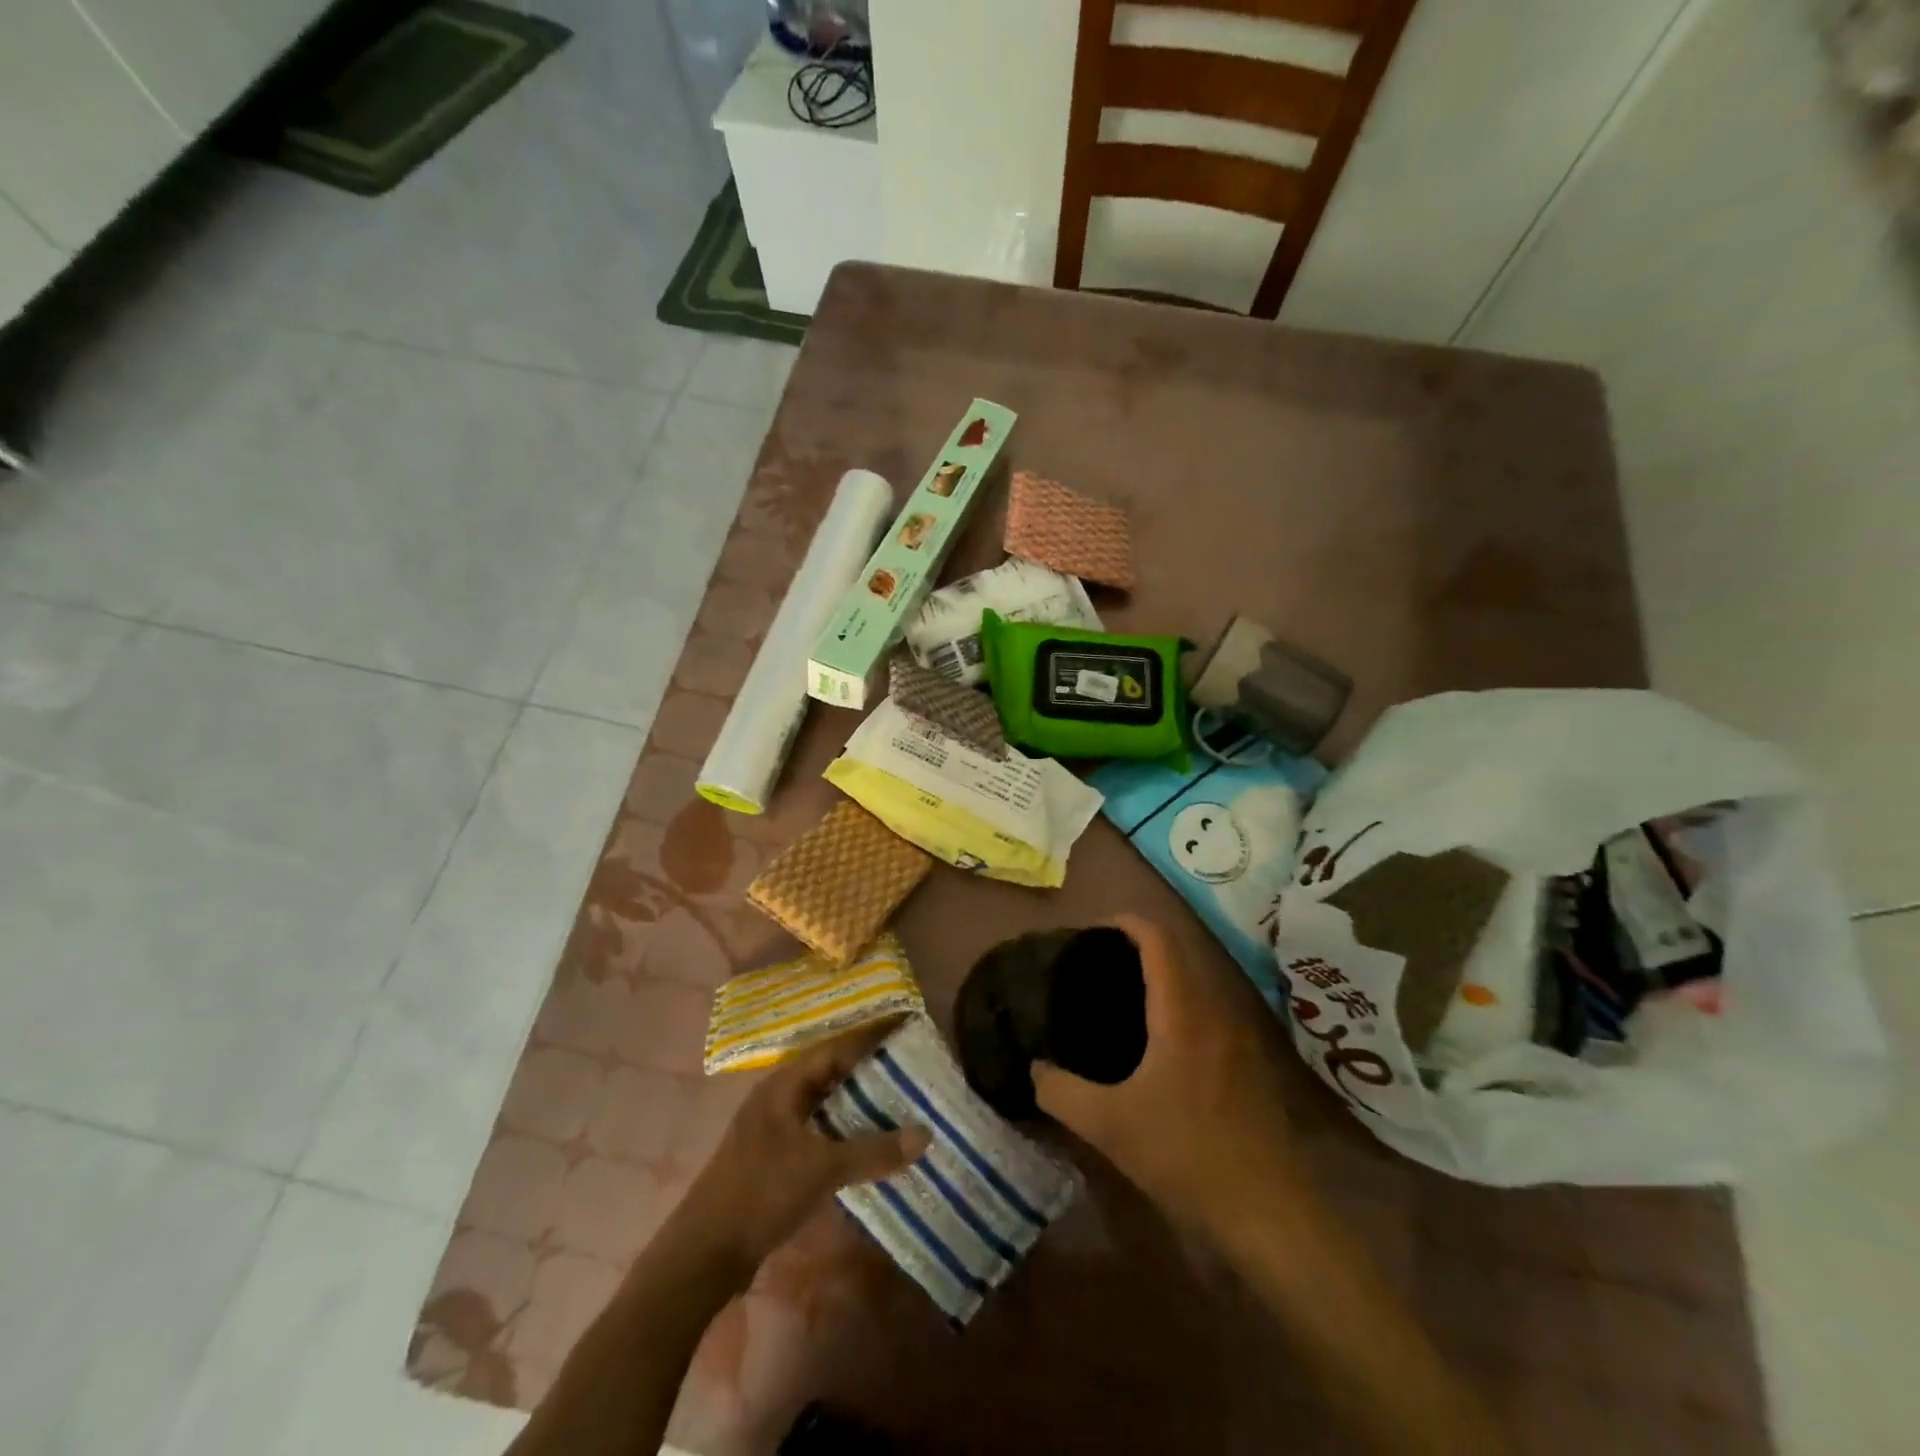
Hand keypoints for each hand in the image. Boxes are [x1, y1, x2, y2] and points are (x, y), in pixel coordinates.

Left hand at [677, 1019, 930, 1280]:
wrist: (704, 1254)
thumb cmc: (761, 1193)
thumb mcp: (822, 1169)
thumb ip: (873, 1151)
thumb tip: (926, 1133)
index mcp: (784, 1084)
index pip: (836, 1047)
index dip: (870, 1036)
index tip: (905, 1026)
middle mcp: (779, 1097)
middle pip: (831, 1071)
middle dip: (869, 1067)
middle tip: (911, 1065)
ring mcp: (776, 1128)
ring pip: (826, 1103)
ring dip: (859, 1101)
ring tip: (901, 1100)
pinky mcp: (776, 1157)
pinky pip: (821, 1130)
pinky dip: (846, 1130)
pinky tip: (870, 1142)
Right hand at [1032, 915, 1304, 1238]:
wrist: (1273, 1211)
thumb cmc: (1189, 1154)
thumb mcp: (1109, 1127)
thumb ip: (1060, 1092)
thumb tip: (1033, 1069)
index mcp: (1183, 1009)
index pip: (1157, 938)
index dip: (1124, 922)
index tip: (1090, 933)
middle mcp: (1215, 1008)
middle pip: (1178, 952)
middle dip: (1136, 947)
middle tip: (1096, 967)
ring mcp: (1239, 1033)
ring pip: (1196, 980)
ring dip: (1160, 976)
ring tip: (1119, 999)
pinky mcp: (1249, 1060)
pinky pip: (1208, 1008)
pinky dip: (1179, 1003)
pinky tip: (1156, 1042)